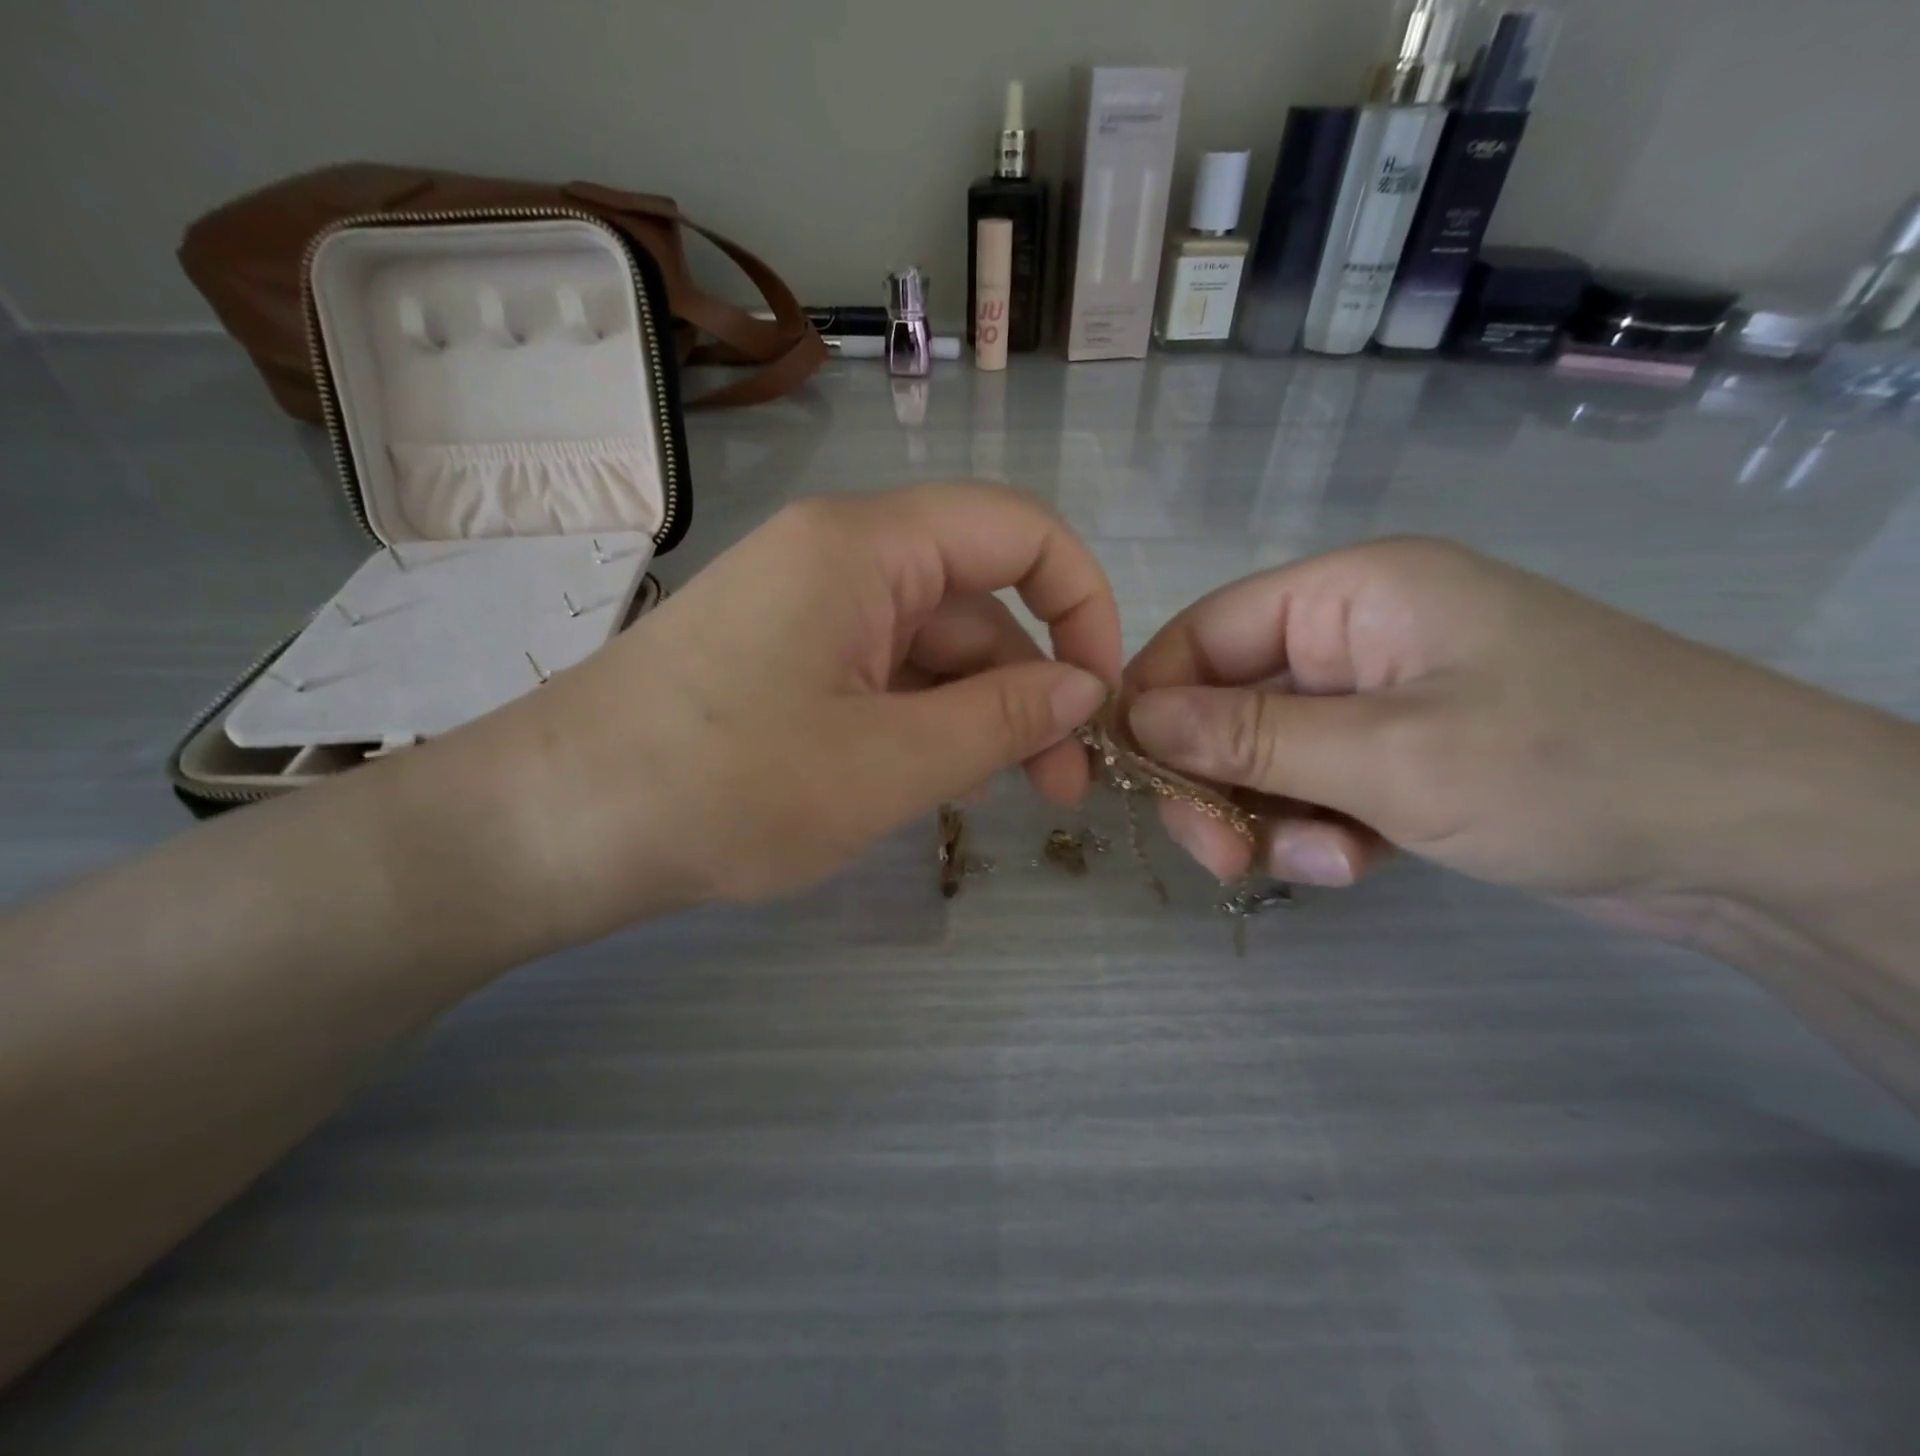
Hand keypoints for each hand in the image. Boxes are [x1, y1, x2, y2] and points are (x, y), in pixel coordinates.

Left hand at [469, 485, 1118, 936]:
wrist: (550, 827)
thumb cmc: (723, 789)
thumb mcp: (887, 764)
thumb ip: (1002, 720)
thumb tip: (1085, 689)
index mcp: (867, 546)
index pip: (1020, 531)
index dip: (1083, 602)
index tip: (1100, 696)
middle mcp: (840, 556)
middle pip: (976, 600)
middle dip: (1031, 687)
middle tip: (1059, 789)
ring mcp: (806, 607)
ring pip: (929, 647)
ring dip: (975, 714)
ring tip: (994, 798)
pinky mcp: (781, 656)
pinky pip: (880, 673)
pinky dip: (919, 721)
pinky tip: (928, 782)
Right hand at [1121, 538, 1905, 922]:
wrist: (1761, 844)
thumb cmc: (1571, 767)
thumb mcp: (1389, 755)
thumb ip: (1250, 737)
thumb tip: (1135, 721)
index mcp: (1350, 593)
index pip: (1204, 633)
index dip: (1154, 700)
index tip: (1131, 777)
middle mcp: (1355, 635)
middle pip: (1228, 701)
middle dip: (1216, 780)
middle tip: (1221, 856)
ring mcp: (1378, 697)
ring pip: (1267, 754)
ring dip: (1272, 815)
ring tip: (1325, 865)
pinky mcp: (1401, 752)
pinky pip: (1316, 784)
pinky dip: (1318, 828)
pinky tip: (1357, 864)